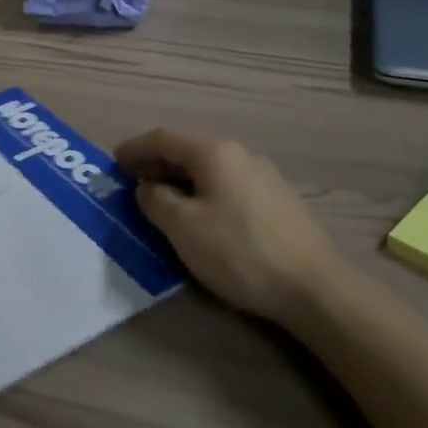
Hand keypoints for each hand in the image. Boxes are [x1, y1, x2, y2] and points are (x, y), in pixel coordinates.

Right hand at [115, 128, 342, 325]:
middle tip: (131, 184)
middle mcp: (240, 154)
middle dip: (156, 165)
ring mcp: (263, 176)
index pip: (163, 139)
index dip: (135, 149)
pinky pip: (227, 186)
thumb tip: (147, 187)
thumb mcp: (184, 228)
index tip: (113, 162)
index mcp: (214, 153)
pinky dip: (203, 193)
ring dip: (180, 181)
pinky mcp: (278, 202)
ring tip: (161, 202)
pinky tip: (200, 217)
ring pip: (209, 171)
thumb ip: (156, 201)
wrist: (315, 287)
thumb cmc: (239, 252)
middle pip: (187, 151)